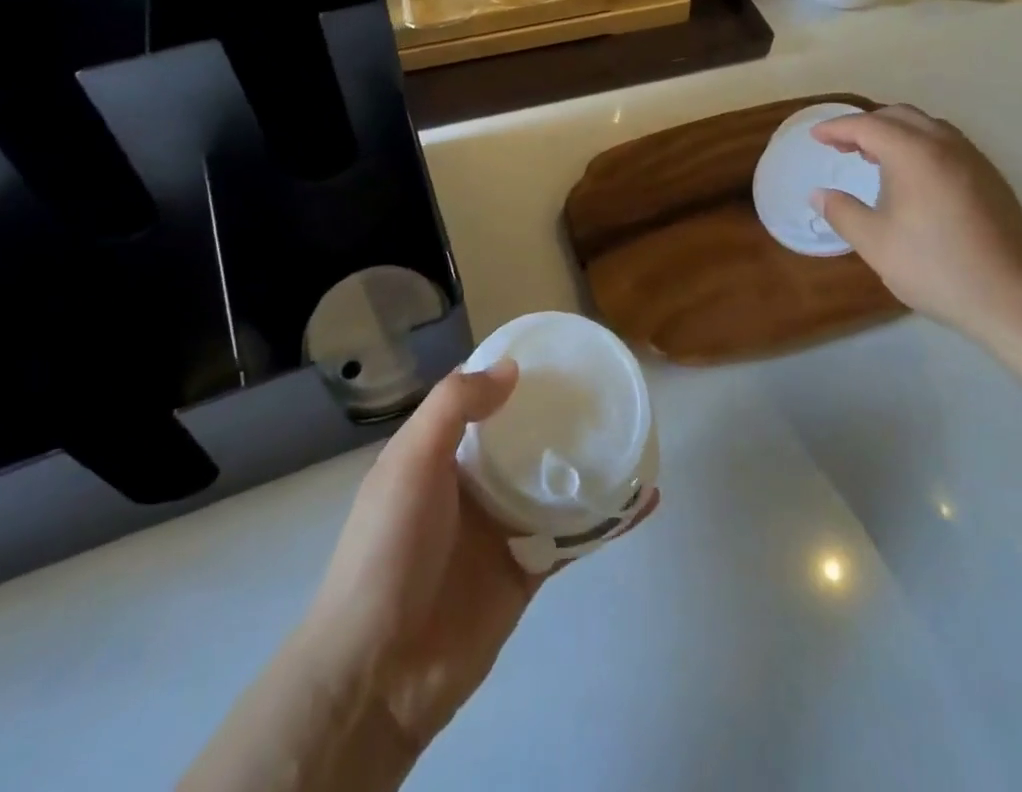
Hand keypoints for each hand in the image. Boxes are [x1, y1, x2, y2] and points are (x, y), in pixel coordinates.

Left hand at [184, 361, 658, 791]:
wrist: (379, 671)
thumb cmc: (389, 548)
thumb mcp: (410, 462)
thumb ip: (454, 408)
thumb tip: (511, 370)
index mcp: (439, 452)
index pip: (479, 398)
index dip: (511, 373)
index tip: (555, 351)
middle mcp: (472, 483)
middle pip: (524, 437)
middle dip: (559, 415)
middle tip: (607, 387)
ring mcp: (502, 526)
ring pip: (555, 482)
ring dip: (590, 463)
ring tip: (635, 433)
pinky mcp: (527, 569)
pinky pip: (574, 536)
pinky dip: (607, 519)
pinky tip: (642, 499)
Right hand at [810, 104, 1021, 350]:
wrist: (1013, 301)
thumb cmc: (934, 268)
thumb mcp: (874, 243)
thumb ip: (842, 212)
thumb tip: (820, 194)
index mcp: (915, 154)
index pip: (867, 126)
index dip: (836, 128)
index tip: (815, 137)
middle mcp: (947, 146)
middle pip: (899, 116)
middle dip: (866, 124)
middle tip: (841, 146)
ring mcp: (975, 160)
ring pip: (928, 127)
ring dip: (896, 132)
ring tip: (874, 157)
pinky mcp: (993, 179)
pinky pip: (949, 145)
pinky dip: (921, 146)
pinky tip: (914, 178)